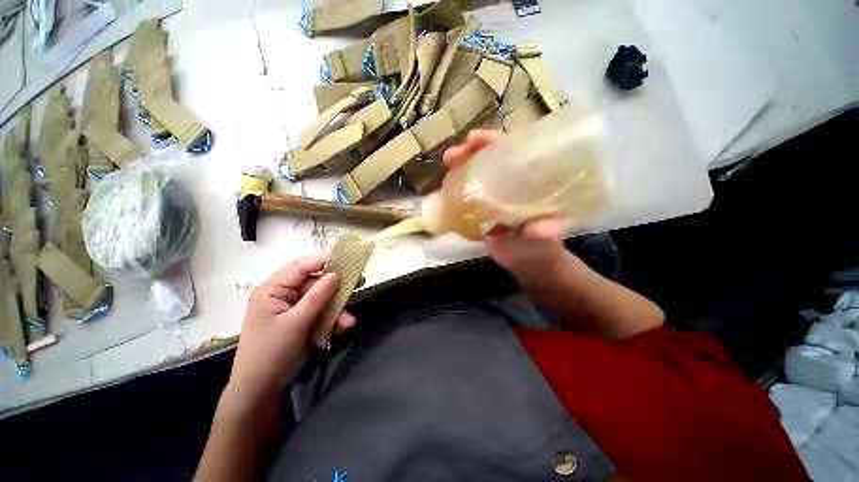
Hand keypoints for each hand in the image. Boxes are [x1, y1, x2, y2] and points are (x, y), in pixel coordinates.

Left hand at [225, 255, 355, 409]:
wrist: (260, 391)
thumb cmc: (271, 353)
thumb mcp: (296, 323)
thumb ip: (318, 296)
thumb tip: (336, 273)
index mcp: (272, 290)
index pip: (300, 267)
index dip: (323, 262)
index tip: (347, 262)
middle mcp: (282, 295)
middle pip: (314, 284)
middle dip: (335, 291)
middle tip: (358, 286)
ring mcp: (292, 309)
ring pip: (320, 300)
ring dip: (336, 310)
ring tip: (348, 323)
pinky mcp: (300, 321)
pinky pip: (319, 313)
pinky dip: (331, 320)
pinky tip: (341, 329)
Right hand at [443, 131, 567, 283]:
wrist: (525, 264)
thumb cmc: (541, 250)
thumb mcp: (545, 242)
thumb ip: (545, 235)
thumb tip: (544, 230)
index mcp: (532, 183)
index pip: (514, 152)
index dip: (495, 142)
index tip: (475, 139)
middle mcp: (512, 183)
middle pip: (490, 159)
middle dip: (471, 152)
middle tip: (452, 156)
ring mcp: (494, 196)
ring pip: (476, 174)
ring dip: (460, 166)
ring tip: (446, 164)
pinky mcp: (481, 209)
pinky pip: (468, 193)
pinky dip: (455, 188)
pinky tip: (444, 188)